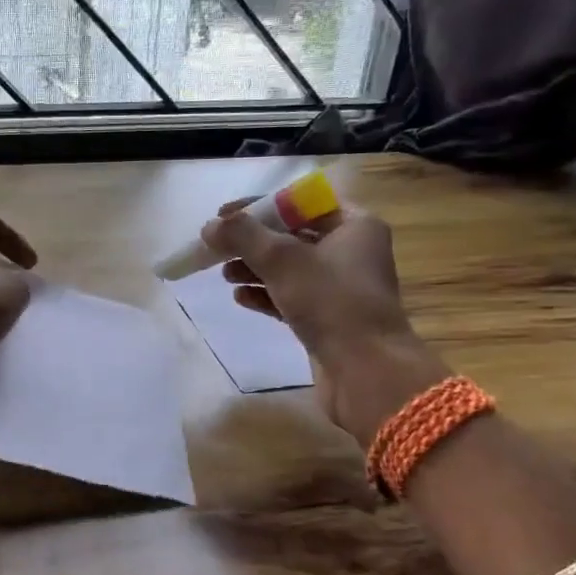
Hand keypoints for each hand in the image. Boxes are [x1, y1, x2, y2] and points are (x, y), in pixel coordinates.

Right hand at [203, 199, 447, 439]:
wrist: (366, 371)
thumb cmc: (331, 301)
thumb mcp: (283, 259)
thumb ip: (243, 236)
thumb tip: (209, 226)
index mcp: (354, 226)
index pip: (300, 203)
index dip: (259, 206)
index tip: (224, 216)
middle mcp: (351, 252)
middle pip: (292, 236)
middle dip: (252, 242)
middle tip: (218, 249)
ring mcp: (340, 288)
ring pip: (289, 269)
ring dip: (254, 269)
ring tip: (225, 276)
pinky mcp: (328, 319)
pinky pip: (291, 298)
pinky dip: (265, 295)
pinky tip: (240, 299)